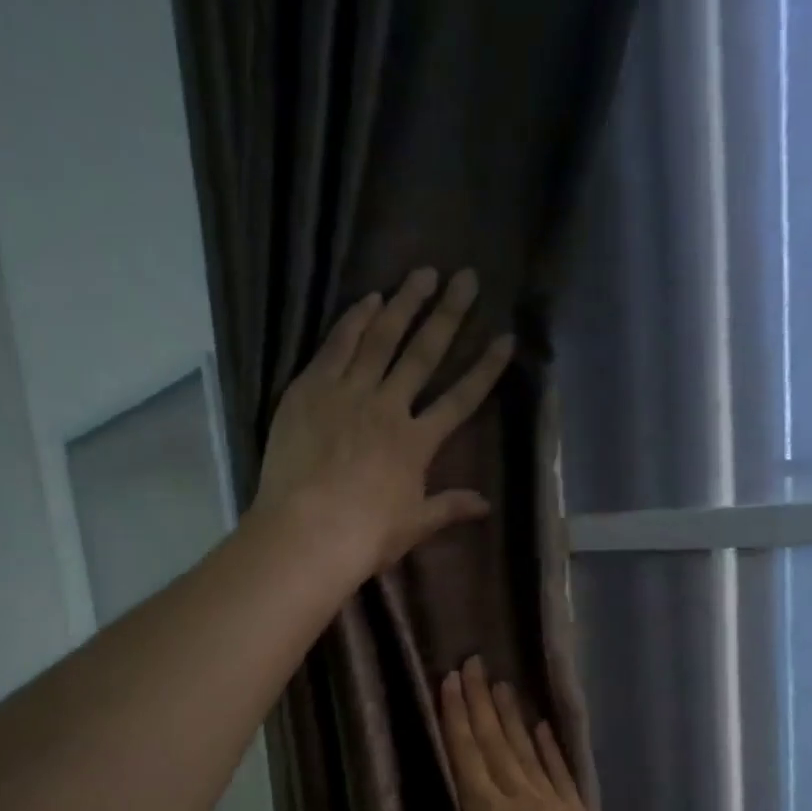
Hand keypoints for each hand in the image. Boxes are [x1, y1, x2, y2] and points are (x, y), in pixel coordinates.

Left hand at [253, 268, 514, 577]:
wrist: (306, 533)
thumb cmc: (364, 537)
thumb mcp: (414, 526)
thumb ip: (449, 507)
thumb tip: (486, 505)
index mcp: (416, 443)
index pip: (460, 399)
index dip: (485, 369)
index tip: (505, 338)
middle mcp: (387, 407)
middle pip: (423, 354)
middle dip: (449, 315)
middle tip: (466, 277)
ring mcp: (347, 393)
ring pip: (381, 338)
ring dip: (404, 303)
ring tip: (422, 273)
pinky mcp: (309, 389)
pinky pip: (336, 345)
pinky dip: (353, 320)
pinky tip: (368, 298)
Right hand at [430, 658, 640, 810]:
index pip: (466, 752)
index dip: (456, 715)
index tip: (451, 680)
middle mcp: (519, 795)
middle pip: (495, 740)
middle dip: (480, 701)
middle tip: (473, 663)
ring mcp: (554, 802)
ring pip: (526, 748)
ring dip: (511, 715)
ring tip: (503, 684)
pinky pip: (560, 770)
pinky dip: (549, 746)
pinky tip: (542, 728)